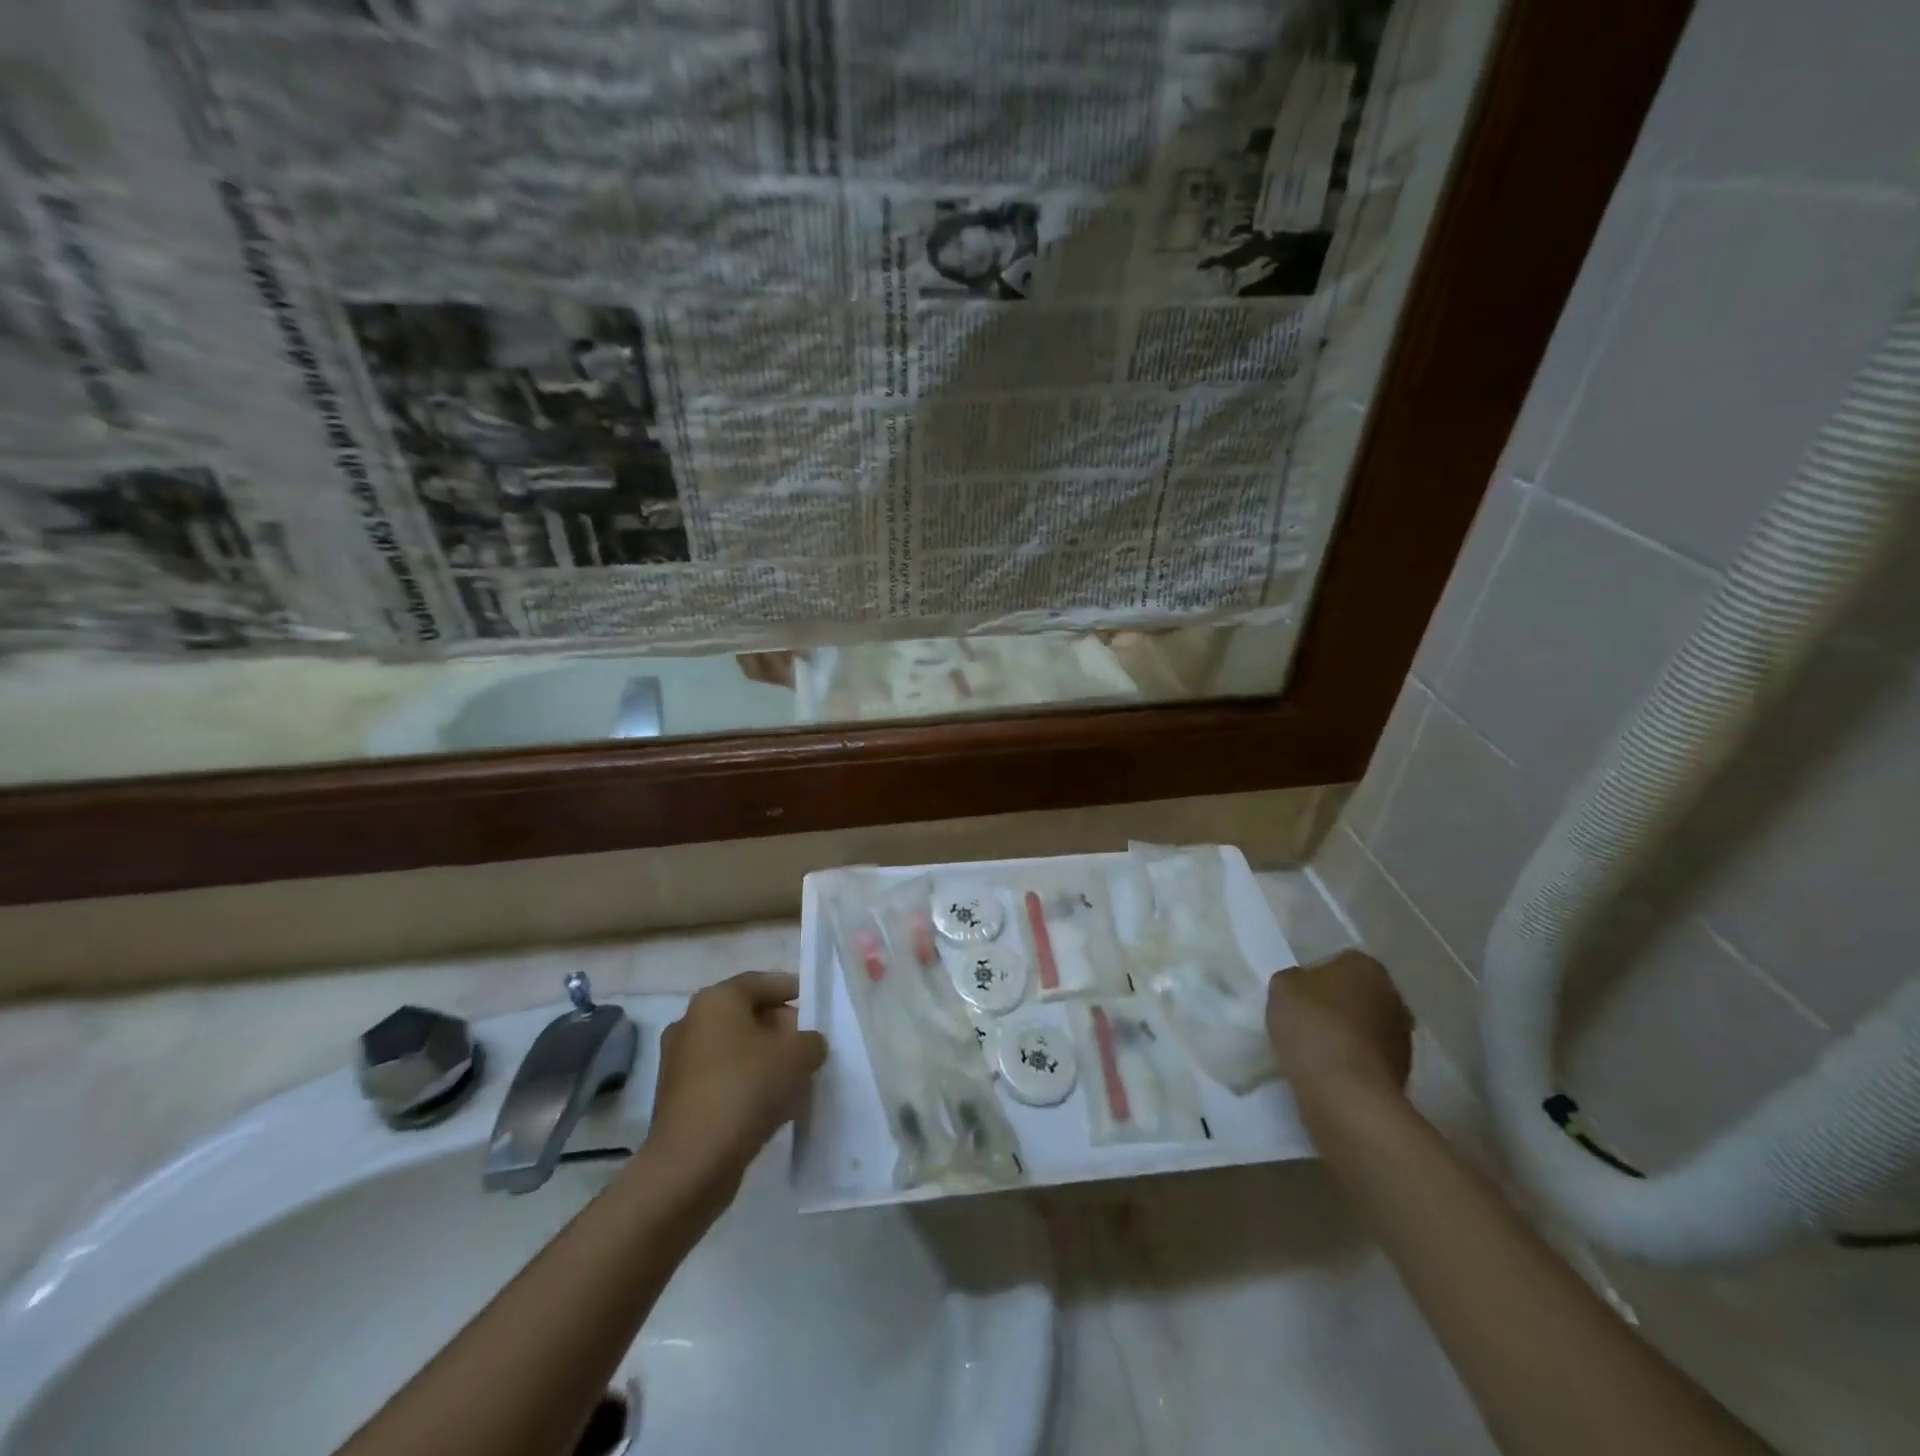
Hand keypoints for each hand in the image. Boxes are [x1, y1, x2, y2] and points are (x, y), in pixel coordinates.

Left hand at [644, 971, 826, 1197]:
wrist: (691, 1163)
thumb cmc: (746, 1090)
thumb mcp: (798, 1056)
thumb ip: (811, 1040)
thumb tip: (806, 1044)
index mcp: (716, 1000)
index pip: (761, 982)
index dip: (792, 989)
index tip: (816, 1004)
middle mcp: (690, 1022)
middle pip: (746, 1014)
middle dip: (780, 1027)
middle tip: (808, 1045)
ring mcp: (678, 1061)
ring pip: (734, 1048)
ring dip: (764, 1058)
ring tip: (795, 1078)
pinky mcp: (676, 1097)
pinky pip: (721, 1076)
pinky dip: (745, 1082)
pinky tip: (769, 1104)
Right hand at [1266, 951, 1412, 1103]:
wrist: (1344, 1091)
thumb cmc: (1313, 1024)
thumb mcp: (1282, 986)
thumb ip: (1295, 980)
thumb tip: (1305, 987)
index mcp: (1367, 967)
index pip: (1341, 963)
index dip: (1317, 978)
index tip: (1299, 996)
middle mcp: (1394, 997)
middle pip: (1359, 996)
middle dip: (1338, 1005)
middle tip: (1307, 1020)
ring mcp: (1403, 1039)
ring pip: (1367, 1028)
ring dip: (1348, 1036)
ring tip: (1316, 1051)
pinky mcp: (1403, 1075)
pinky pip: (1369, 1060)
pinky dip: (1353, 1063)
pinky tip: (1329, 1072)